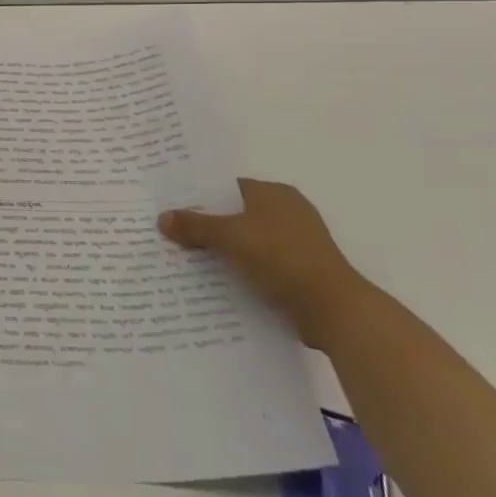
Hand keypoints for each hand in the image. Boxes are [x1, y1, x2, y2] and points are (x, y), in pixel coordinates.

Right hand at [160, 179, 371, 349]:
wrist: (333, 309)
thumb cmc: (282, 258)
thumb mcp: (231, 237)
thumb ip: (195, 226)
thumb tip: (162, 217)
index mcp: (274, 193)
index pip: (227, 187)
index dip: (199, 195)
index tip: (171, 205)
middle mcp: (287, 211)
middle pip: (235, 214)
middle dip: (206, 224)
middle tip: (171, 232)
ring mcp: (295, 242)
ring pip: (246, 240)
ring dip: (222, 250)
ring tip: (185, 258)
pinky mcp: (299, 270)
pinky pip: (259, 263)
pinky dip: (240, 269)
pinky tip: (215, 280)